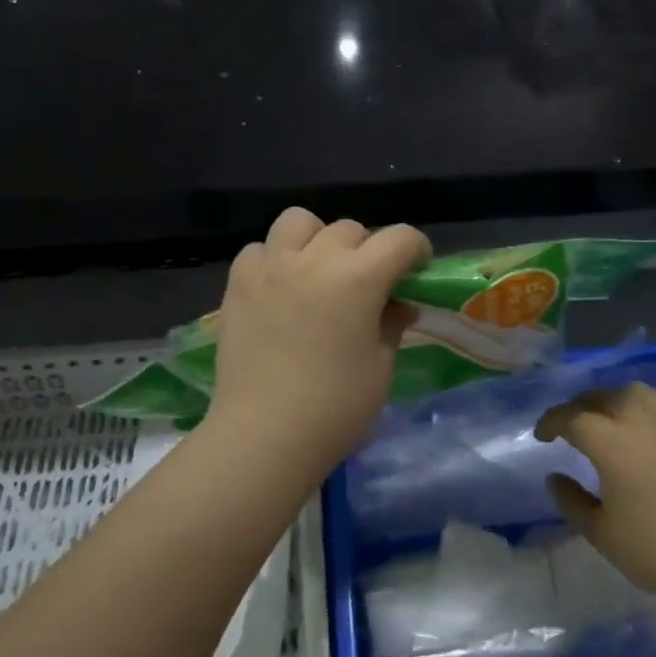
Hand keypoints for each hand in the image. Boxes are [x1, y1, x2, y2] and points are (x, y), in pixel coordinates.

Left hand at [204, 208, 430, 479]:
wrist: (264, 435)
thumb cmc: (336, 407)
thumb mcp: (380, 366)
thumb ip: (391, 324)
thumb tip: (399, 305)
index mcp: (359, 277)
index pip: (400, 238)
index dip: (416, 249)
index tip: (417, 269)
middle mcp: (315, 259)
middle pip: (351, 229)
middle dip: (368, 249)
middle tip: (368, 284)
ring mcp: (271, 267)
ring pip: (299, 221)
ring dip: (316, 239)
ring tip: (317, 270)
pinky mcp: (238, 284)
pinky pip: (260, 249)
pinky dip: (275, 258)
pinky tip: (280, 287)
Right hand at [535, 382, 655, 611]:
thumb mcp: (600, 532)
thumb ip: (571, 500)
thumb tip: (555, 477)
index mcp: (612, 442)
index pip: (572, 417)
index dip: (551, 422)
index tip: (541, 435)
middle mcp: (642, 420)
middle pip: (603, 396)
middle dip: (580, 406)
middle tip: (572, 425)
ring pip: (637, 393)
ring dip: (615, 400)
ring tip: (610, 420)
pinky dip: (649, 411)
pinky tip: (650, 432)